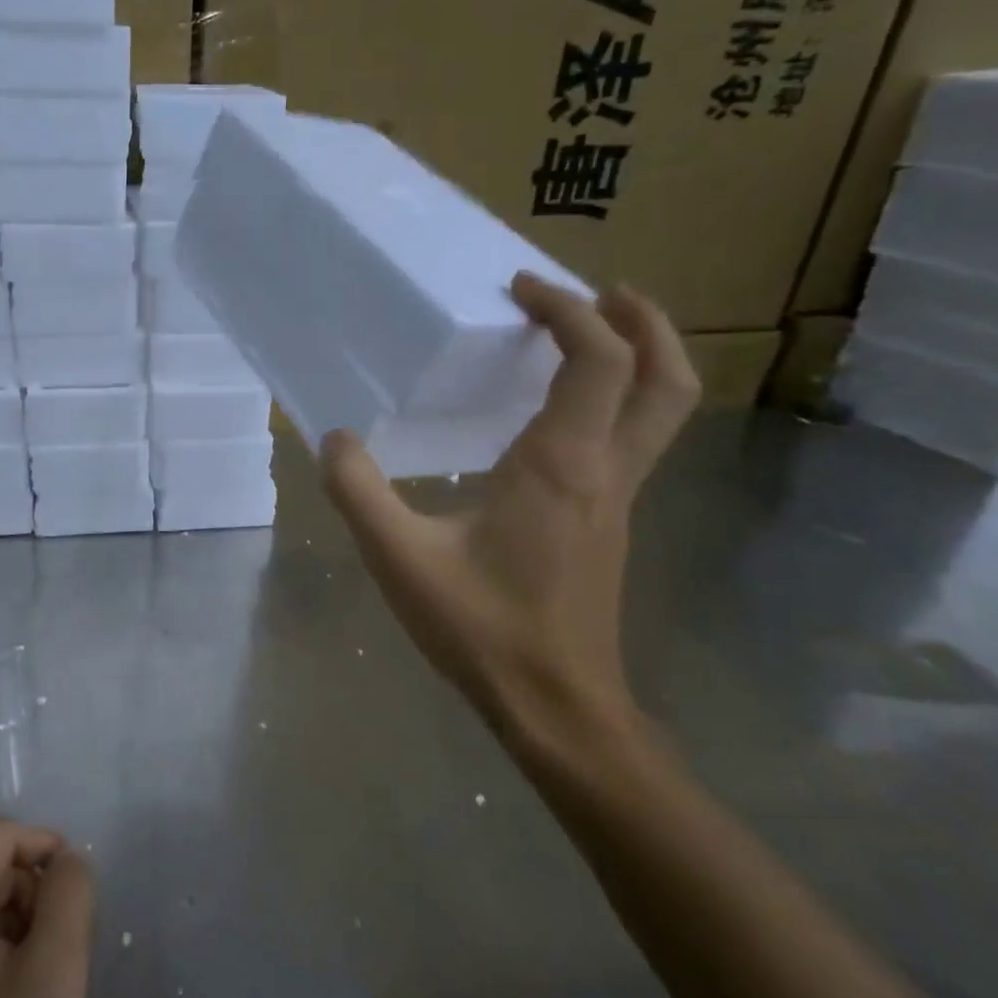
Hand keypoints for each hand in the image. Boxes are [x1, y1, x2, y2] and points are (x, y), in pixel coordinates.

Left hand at [0, 817, 94, 997]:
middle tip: (64, 948)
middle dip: (37, 893)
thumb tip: (70, 858)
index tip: (80, 890)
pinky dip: (10, 949)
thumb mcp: (54, 969)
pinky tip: (27, 996)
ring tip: (48, 977)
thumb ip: (70, 895)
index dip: (45, 846)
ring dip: (27, 923)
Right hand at [320, 272, 698, 738]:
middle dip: (640, 322)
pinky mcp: (609, 525)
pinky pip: (632, 440)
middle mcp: (606, 472)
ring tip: (586, 336)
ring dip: (637, 359)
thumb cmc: (482, 627)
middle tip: (597, 292)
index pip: (596, 361)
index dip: (568, 310)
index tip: (520, 288)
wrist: (557, 708)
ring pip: (660, 412)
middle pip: (664, 379)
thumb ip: (358, 491)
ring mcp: (618, 501)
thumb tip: (333, 438)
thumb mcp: (398, 557)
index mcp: (561, 465)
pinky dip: (613, 401)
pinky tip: (556, 416)